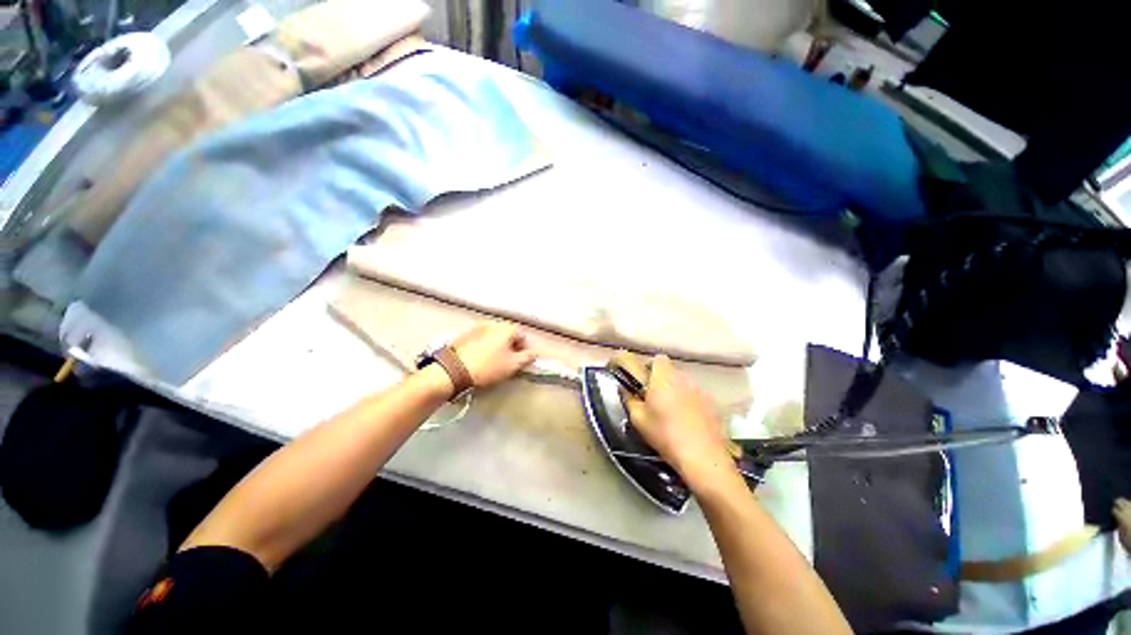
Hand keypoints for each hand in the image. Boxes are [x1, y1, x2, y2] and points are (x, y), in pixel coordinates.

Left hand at [451, 322, 537, 387]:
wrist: (454, 370)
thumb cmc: (488, 367)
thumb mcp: (513, 365)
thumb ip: (527, 358)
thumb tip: (534, 353)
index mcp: (507, 328)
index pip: (523, 338)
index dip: (524, 351)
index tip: (520, 363)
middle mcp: (493, 323)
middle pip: (508, 335)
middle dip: (510, 348)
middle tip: (507, 363)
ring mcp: (477, 327)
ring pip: (494, 337)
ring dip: (497, 347)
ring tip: (493, 363)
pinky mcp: (465, 334)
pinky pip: (481, 340)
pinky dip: (484, 347)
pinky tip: (480, 360)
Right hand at [625, 356, 738, 491]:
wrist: (703, 457)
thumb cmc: (665, 435)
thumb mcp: (639, 419)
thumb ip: (629, 399)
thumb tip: (624, 388)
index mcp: (664, 378)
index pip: (658, 359)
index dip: (650, 367)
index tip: (643, 382)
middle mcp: (684, 379)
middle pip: (671, 371)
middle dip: (662, 381)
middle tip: (654, 399)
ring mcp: (701, 390)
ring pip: (684, 383)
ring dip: (676, 391)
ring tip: (672, 412)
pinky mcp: (713, 404)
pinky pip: (696, 396)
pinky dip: (690, 403)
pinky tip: (688, 422)